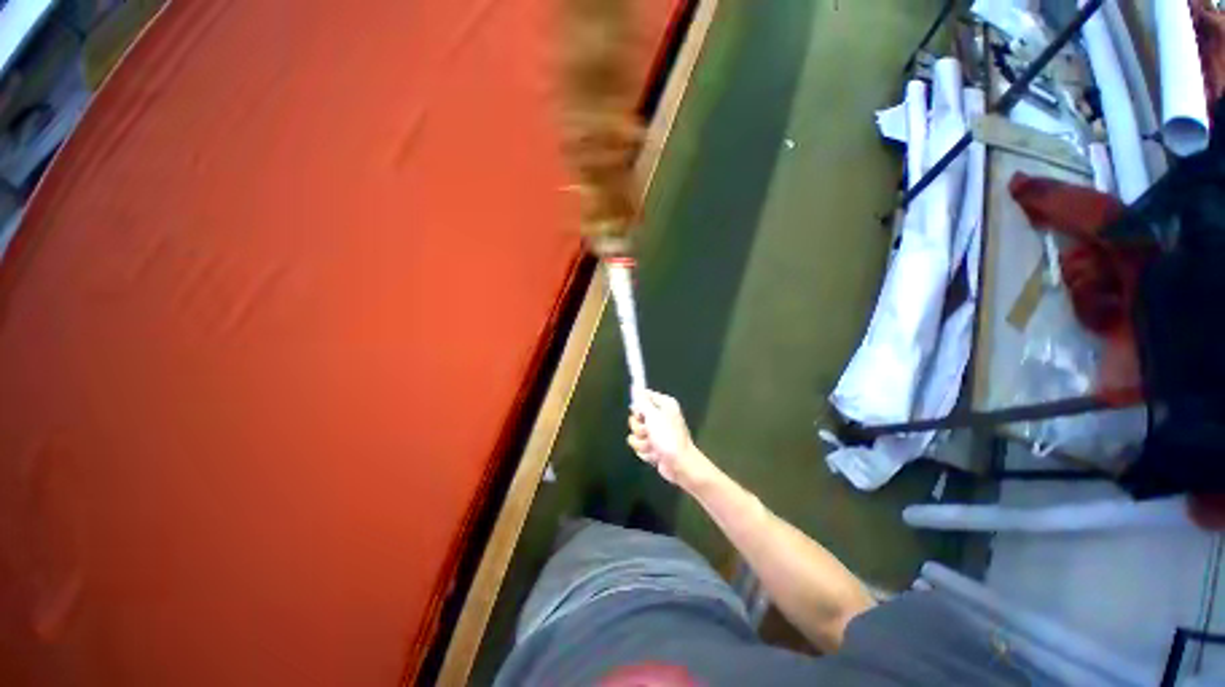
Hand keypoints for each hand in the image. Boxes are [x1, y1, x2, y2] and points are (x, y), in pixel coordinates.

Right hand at [627, 390, 713, 487]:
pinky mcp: (652, 446)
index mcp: (663, 405)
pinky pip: (639, 445)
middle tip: (649, 432)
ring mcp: (655, 433)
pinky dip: (645, 452)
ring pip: (635, 433)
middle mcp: (659, 416)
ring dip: (642, 442)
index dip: (638, 406)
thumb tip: (636, 387)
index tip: (640, 414)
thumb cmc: (669, 437)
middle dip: (639, 428)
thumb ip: (642, 402)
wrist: (680, 464)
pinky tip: (655, 455)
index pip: (643, 396)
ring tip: (654, 446)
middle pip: (636, 417)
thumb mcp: (654, 416)